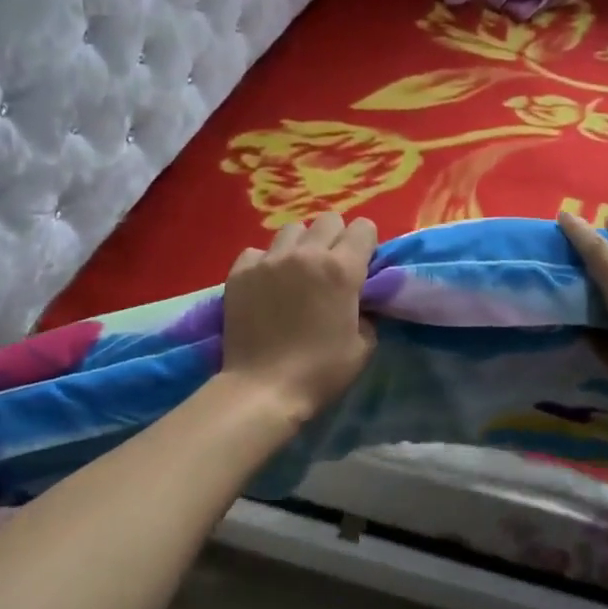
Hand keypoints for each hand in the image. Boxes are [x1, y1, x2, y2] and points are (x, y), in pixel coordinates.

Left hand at [221, 213, 378, 422]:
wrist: (263, 389)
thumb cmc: (321, 371)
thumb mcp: (364, 345)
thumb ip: (367, 310)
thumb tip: (359, 298)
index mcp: (341, 269)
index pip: (364, 227)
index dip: (366, 244)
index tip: (362, 265)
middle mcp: (306, 254)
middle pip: (328, 219)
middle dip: (336, 238)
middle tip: (331, 267)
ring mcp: (269, 260)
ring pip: (292, 230)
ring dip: (301, 245)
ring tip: (297, 272)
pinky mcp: (240, 272)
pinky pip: (257, 251)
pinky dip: (265, 262)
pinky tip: (267, 285)